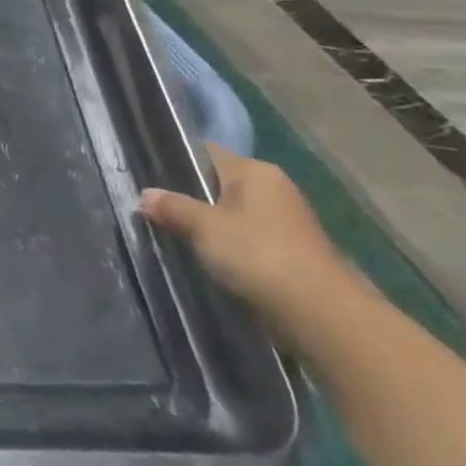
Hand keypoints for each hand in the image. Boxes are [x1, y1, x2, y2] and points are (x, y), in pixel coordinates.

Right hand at [140, 145, 354, 332]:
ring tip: (170, 233)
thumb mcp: (204, 227)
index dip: (175, 160)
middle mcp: (273, 188)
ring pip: (230, 214)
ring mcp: (284, 222)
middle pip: (218, 184)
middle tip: (152, 208)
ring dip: (206, 225)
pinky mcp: (288, 253)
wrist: (320, 313)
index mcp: (255, 171)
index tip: (146, 175)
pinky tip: (203, 257)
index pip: (206, 153)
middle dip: (188, 196)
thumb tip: (144, 195)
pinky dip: (225, 246)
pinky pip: (245, 239)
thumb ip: (172, 207)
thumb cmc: (258, 254)